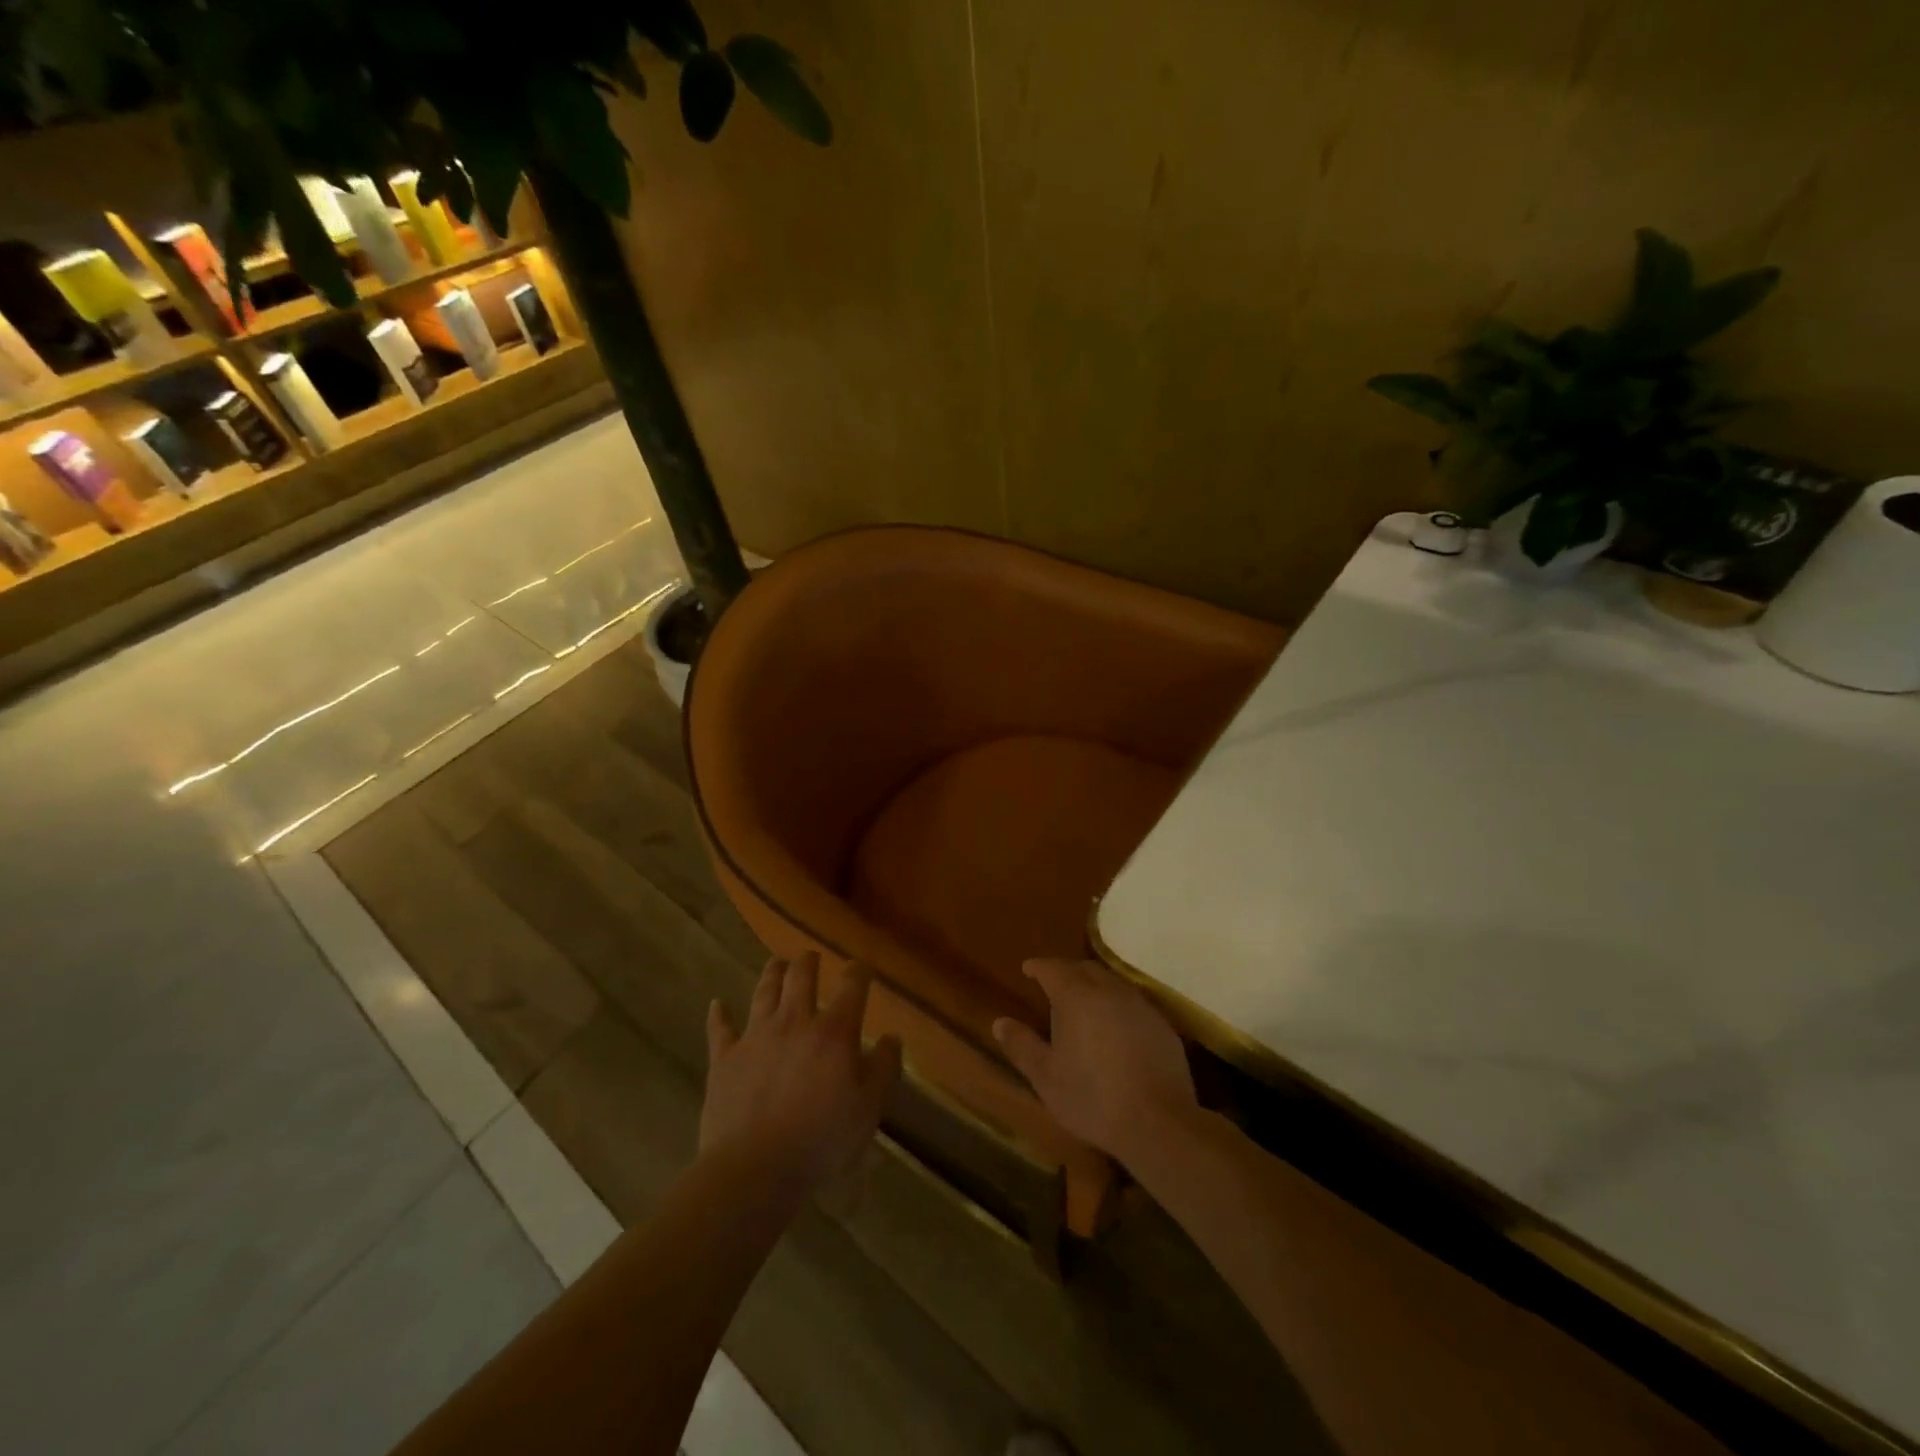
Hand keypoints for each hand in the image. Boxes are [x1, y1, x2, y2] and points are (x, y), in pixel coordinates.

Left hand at [701, 952, 902, 1195]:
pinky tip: (716, 1004)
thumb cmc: (821, 1140)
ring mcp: (756, 1037)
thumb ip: (884, 1068)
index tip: (861, 968)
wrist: (754, 1168)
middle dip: (809, 962)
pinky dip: (719, 1015)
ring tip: (777, 963)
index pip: (851, 986)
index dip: (858, 972)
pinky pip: (720, 1029)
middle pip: (801, 977)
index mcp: (834, 1031)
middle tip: (811, 957)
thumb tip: (892, 1037)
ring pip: (764, 992)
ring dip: (772, 974)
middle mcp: (794, 1021)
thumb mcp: (869, 1108)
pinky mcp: (725, 1059)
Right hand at [992, 958, 1199, 1168]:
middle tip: (1053, 983)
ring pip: (1111, 982)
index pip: (1053, 969)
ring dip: (1094, 985)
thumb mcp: (1046, 1077)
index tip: (1028, 968)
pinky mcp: (1161, 1025)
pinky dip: (1117, 1004)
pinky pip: (1132, 1002)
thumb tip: (1000, 1022)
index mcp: (1076, 997)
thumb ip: (1022, 1046)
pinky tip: (1115, 1026)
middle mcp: (1108, 991)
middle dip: (1066, 971)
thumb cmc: (1093, 1098)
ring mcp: (1139, 1006)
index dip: (1038, 966)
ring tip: (1083, 1001)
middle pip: (1084, 969)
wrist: (1158, 1122)